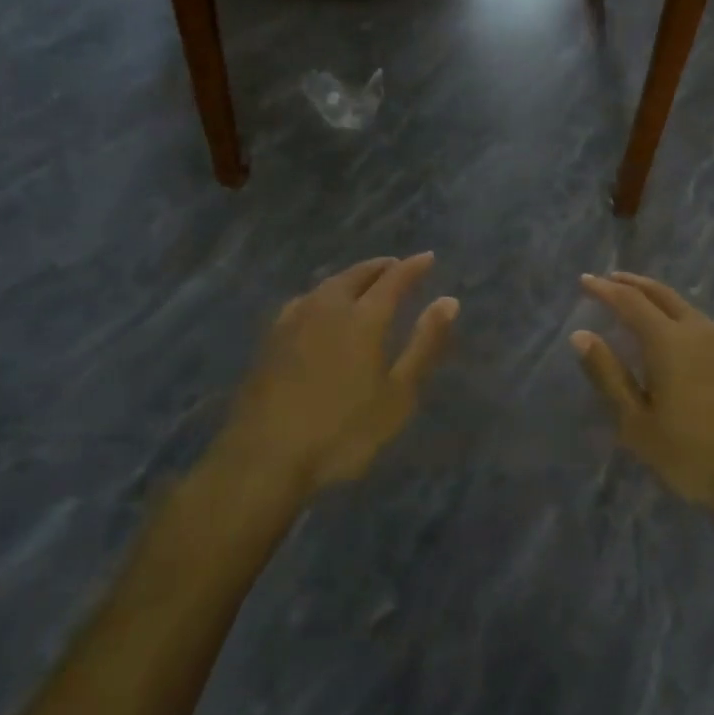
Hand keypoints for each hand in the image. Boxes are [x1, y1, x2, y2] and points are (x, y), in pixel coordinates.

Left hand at [213, 254, 457, 499]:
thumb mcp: (398, 395)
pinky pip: (305, 300)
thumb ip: (424, 344)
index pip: (394, 279)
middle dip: (381, 267)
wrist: (264, 457)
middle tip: (397, 266)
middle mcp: (328, 307)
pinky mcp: (271, 338)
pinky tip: (319, 306)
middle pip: (357, 274)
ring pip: (328, 284)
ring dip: (351, 276)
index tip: (428, 257)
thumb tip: (449, 301)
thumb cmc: (343, 431)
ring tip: (364, 281)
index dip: (414, 267)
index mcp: (364, 317)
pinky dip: (323, 293)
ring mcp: (294, 320)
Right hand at [572, 272, 713, 516]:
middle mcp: (698, 330)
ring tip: (639, 299)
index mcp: (669, 341)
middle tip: (610, 279)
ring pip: (684, 305)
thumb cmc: (690, 453)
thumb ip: (608, 374)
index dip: (605, 289)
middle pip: (661, 294)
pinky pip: (700, 321)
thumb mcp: (636, 422)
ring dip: (657, 296)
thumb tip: (581, 334)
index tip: (584, 280)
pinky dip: (677, 313)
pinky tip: (675, 330)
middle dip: (633, 283)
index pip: (630, 302)